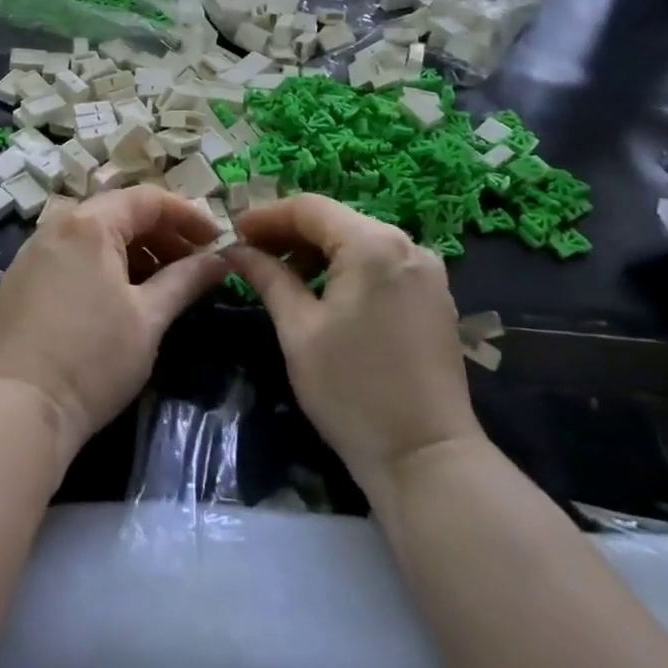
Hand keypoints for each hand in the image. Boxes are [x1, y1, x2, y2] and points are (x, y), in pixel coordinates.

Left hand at [0, 187, 228, 460]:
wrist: (21, 408)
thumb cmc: (94, 359)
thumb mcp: (149, 319)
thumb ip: (186, 280)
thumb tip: (221, 260)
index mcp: (89, 225)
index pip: (147, 200)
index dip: (187, 215)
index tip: (217, 239)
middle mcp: (56, 225)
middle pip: (118, 213)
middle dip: (161, 233)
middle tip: (194, 262)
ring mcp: (32, 251)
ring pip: (93, 234)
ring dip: (133, 249)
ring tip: (162, 281)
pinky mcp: (19, 279)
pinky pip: (69, 254)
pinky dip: (101, 263)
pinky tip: (119, 294)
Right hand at [227, 195, 481, 492]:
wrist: (426, 459)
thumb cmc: (352, 392)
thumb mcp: (298, 330)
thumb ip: (267, 277)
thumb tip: (234, 251)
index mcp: (373, 245)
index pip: (309, 208)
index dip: (266, 216)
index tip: (233, 234)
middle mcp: (407, 244)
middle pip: (336, 220)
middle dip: (289, 233)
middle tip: (250, 255)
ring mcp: (427, 270)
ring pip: (358, 241)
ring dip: (316, 251)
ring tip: (281, 277)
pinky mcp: (434, 296)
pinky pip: (381, 263)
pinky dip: (346, 268)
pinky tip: (323, 293)